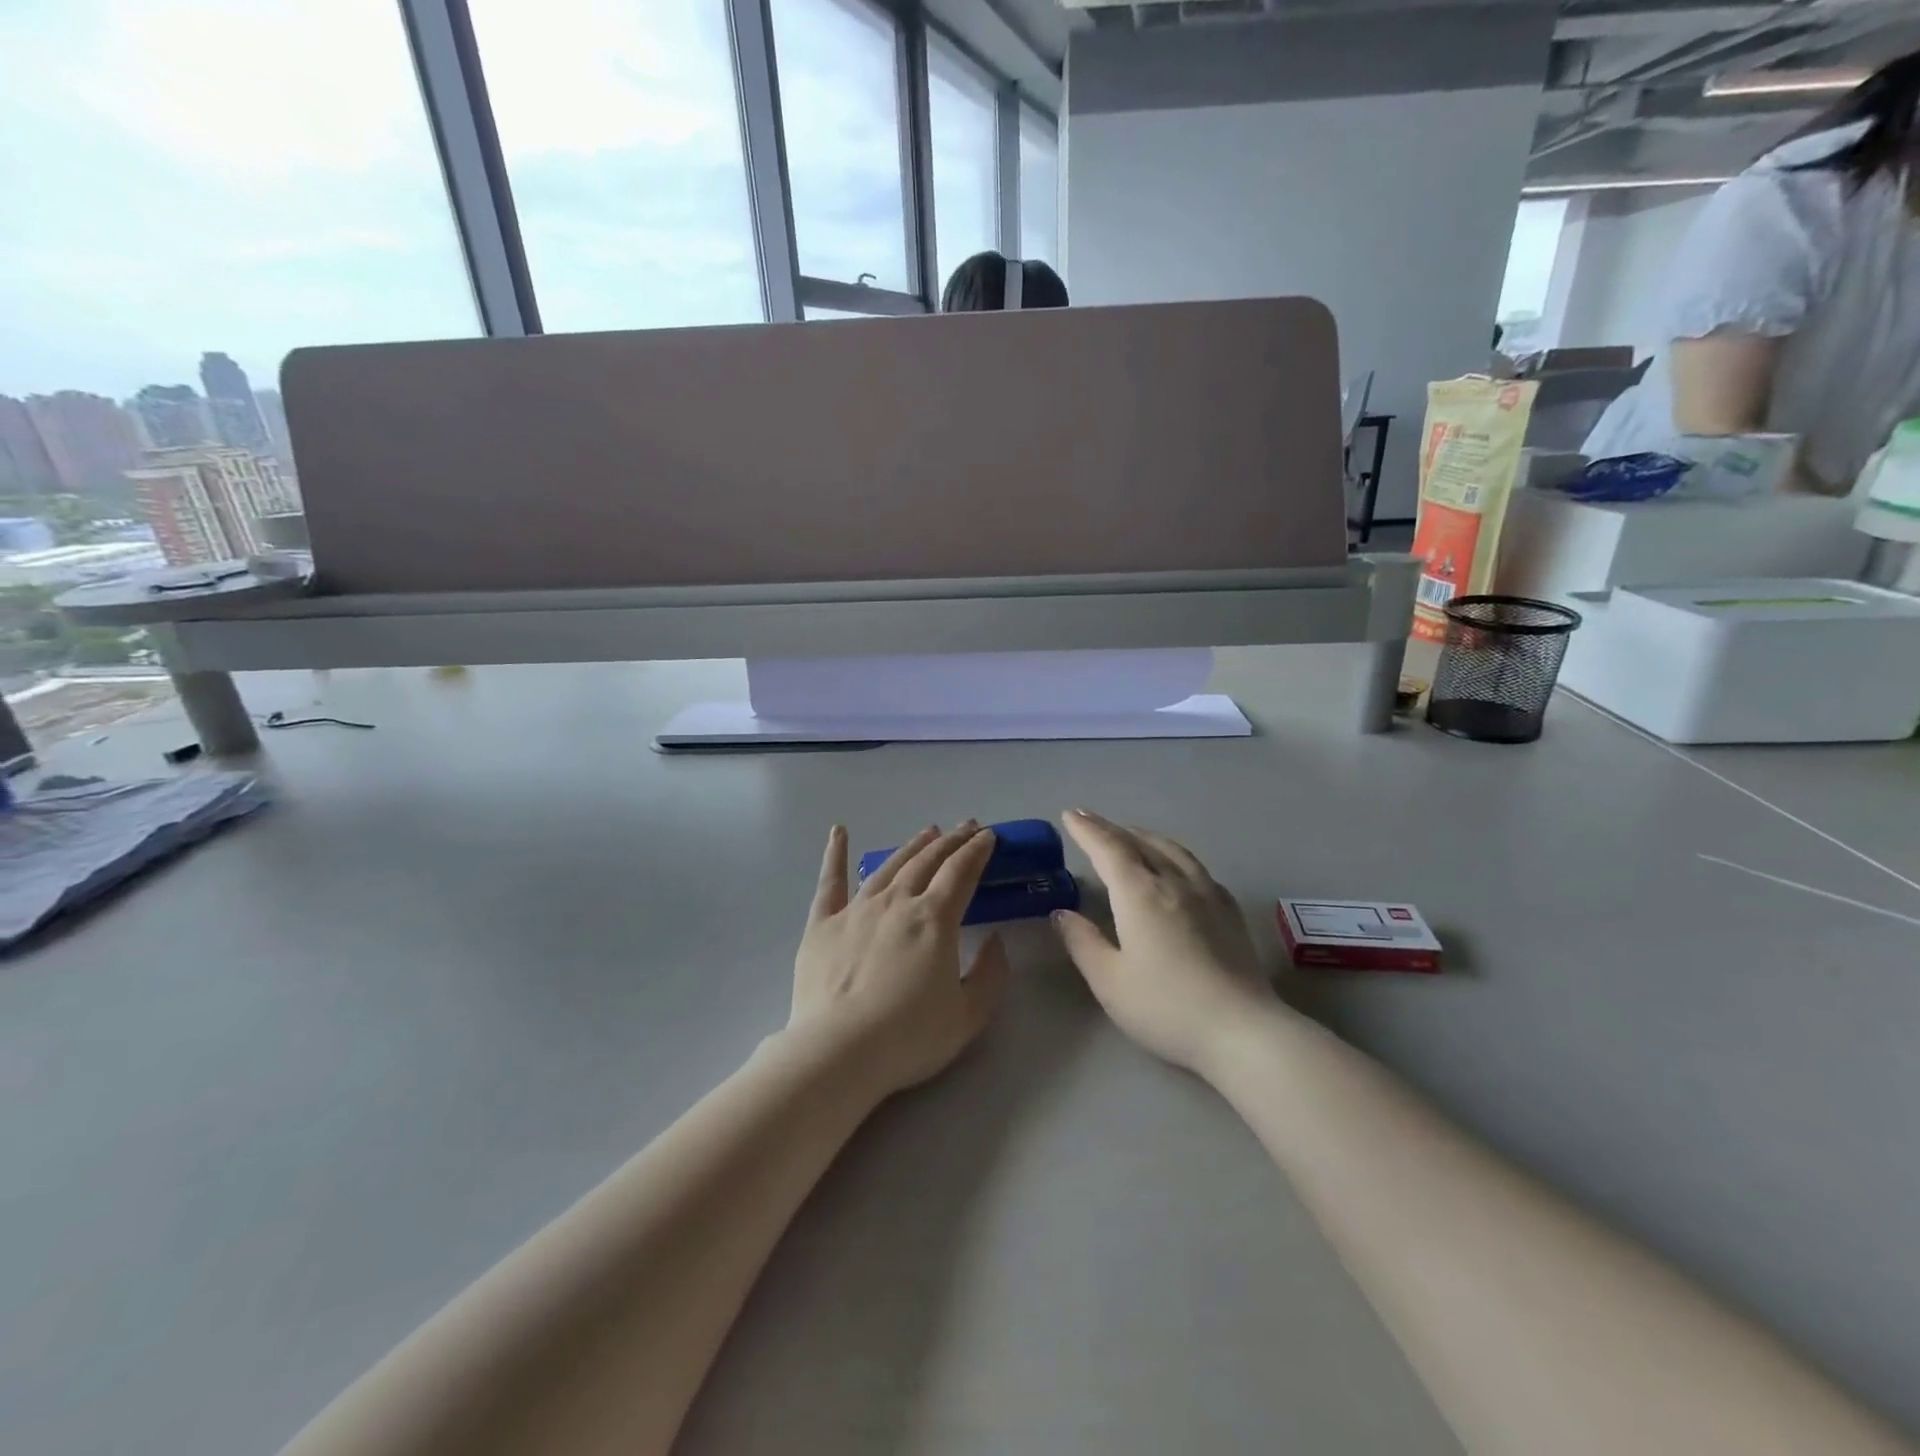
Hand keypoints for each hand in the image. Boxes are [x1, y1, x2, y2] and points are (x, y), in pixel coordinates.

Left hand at [789, 823, 1010, 1097]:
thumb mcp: (968, 1015)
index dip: (978, 851)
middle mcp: (897, 902)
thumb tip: (996, 940)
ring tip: (928, 832)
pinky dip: (835, 854)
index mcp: (935, 919)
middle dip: (951, 842)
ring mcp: (856, 909)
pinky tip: (838, 832)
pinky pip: (830, 881)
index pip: (961, 873)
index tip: (989, 836)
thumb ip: (990, 974)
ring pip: (889, 866)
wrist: (838, 1052)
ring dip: (912, 846)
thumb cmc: (909, 1037)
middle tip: (967, 827)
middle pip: (928, 861)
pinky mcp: (822, 924)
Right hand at [1053, 810, 1276, 1074]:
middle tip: (1089, 819)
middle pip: (1139, 843)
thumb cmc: (1166, 1007)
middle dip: (1110, 828)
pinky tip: (1176, 865)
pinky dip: (1174, 854)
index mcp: (1140, 894)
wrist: (1242, 1030)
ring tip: (1130, 834)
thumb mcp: (1110, 981)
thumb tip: (1061, 913)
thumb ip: (1083, 942)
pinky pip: (1196, 866)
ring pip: (1172, 849)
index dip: (1087, 830)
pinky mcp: (1230, 911)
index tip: (1070, 815)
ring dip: (1144, 836)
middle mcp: (1174, 882)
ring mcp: (1207, 894)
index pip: (1108, 849)